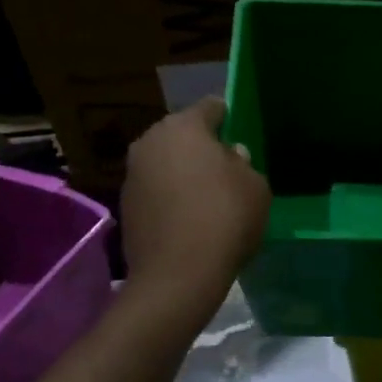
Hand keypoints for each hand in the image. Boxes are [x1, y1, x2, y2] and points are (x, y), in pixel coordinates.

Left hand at [121, 97, 270, 325]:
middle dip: (202, 147)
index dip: (228, 117)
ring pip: (166, 163)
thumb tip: (231, 157)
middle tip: (225, 169)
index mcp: (184, 126)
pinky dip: (170, 198)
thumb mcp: (256, 187)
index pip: (210, 107)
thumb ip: (245, 164)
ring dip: (183, 174)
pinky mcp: (125, 205)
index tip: (239, 131)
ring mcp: (132, 174)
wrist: (178, 274)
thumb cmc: (225, 219)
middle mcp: (150, 141)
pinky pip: (156, 191)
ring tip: (207, 198)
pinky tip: (189, 220)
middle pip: (182, 135)